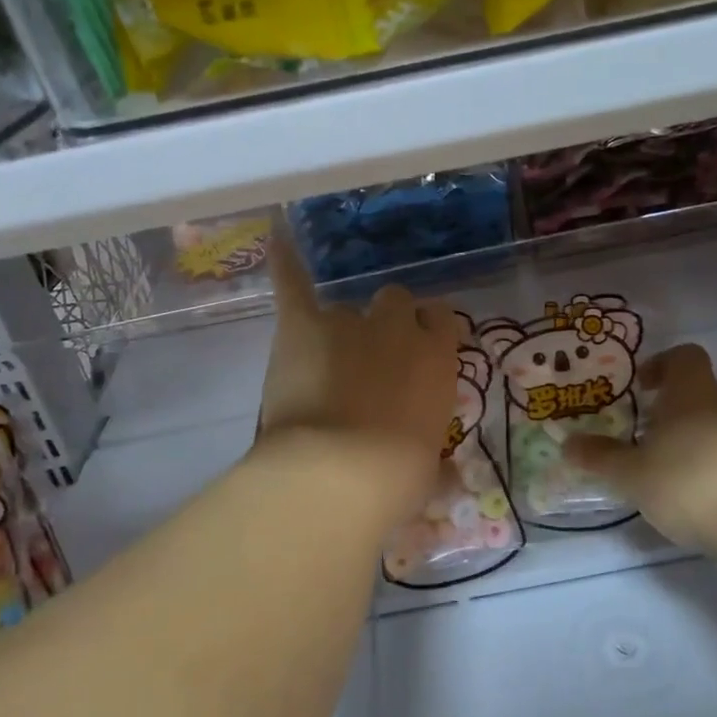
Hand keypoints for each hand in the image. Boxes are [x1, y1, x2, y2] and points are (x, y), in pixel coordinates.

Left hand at [256, 241, 460, 520]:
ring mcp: (349, 322)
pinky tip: (275, 235)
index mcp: (438, 358)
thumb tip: (434, 467)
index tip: (417, 350)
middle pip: (395, 302)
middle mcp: (398, 329)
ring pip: (347, 307)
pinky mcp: (302, 325)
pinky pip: (293, 282)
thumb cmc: (395, 480)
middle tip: (370, 359)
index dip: (426, 331)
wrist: (339, 474)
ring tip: (323, 358)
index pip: (441, 320)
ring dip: (340, 328)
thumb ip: (429, 449)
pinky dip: (284, 261)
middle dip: (385, 323)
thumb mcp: (428, 468)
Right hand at [564, 344, 716, 549]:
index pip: (684, 356)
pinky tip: (695, 494)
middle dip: (669, 409)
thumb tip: (567, 443)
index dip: (661, 365)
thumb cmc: (689, 481)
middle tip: (641, 435)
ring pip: (714, 422)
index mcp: (692, 390)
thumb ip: (600, 457)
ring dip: (690, 437)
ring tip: (664, 469)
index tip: (640, 388)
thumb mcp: (632, 473)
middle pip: (697, 391)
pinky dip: (711, 463)